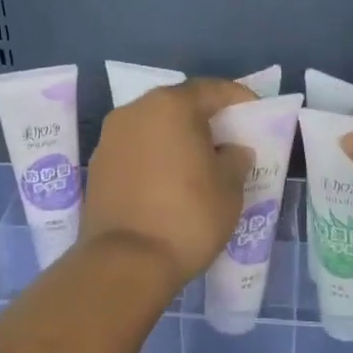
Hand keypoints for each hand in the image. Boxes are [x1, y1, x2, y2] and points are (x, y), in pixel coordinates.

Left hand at [81, 78, 254, 291]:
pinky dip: (155, 156)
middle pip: (178, 104)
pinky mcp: (97, 166)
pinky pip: (135, 150)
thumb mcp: (230, 188)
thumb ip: (235, 159)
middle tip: (228, 137)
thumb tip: (231, 151)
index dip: (237, 98)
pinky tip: (169, 180)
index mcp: (170, 106)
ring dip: (176, 137)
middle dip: (204, 117)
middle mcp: (135, 111)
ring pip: (153, 127)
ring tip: (199, 161)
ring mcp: (110, 138)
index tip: (255, 113)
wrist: (125, 263)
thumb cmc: (188, 216)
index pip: (211, 89)